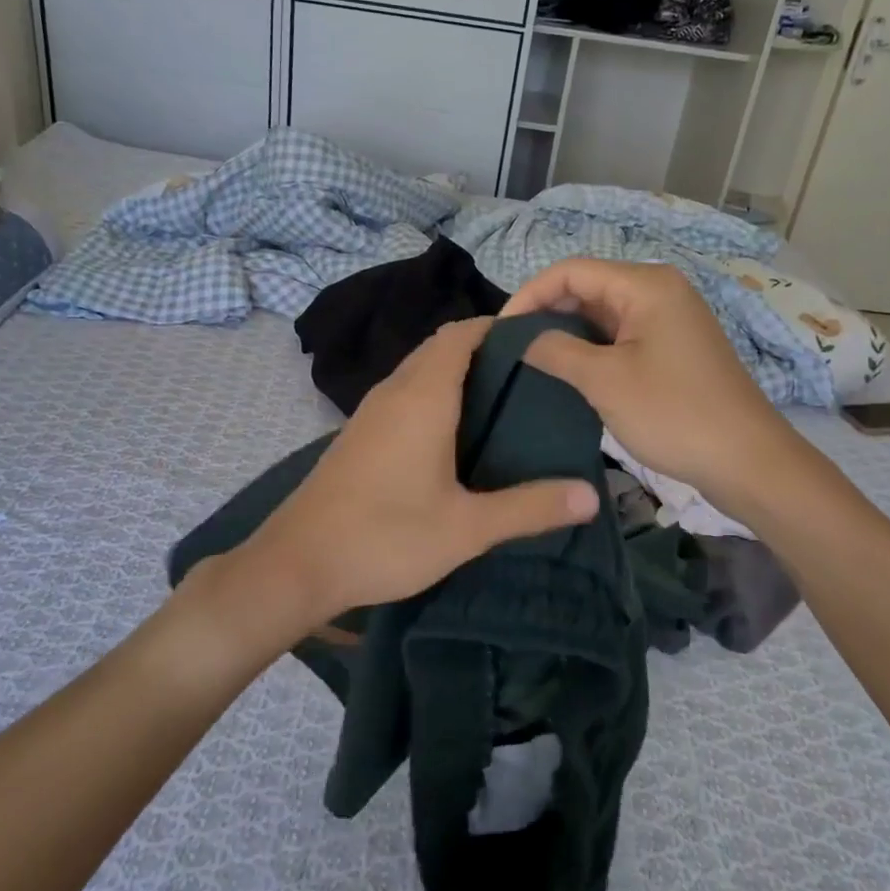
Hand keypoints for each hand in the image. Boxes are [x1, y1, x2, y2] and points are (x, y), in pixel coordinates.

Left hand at [242, 317, 598, 622]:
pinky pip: (403, 394)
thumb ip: (529, 507)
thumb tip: (591, 494)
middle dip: (483, 348)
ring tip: (501, 399)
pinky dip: (432, 394)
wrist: (297, 563)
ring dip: (455, 372)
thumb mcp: (467, 528)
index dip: (498, 327)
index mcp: (422, 397)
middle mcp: (394, 392)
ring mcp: (370, 412)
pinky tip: (453, 434)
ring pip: (418, 370)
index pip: (461, 334)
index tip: (537, 340)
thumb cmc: (386, 536)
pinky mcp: (358, 434)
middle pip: (440, 347)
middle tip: (530, 374)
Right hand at [503, 259, 797, 511]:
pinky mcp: (672, 346)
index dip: (529, 295)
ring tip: (532, 361)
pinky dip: (590, 347)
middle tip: (512, 349)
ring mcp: (668, 318)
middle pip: (587, 287)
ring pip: (601, 313)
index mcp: (645, 284)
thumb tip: (517, 338)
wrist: (747, 461)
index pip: (570, 271)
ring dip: (566, 332)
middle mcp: (659, 290)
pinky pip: (620, 334)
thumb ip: (554, 350)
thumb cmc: (673, 413)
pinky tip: (568, 370)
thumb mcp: (604, 380)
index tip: (500, 332)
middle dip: (546, 313)